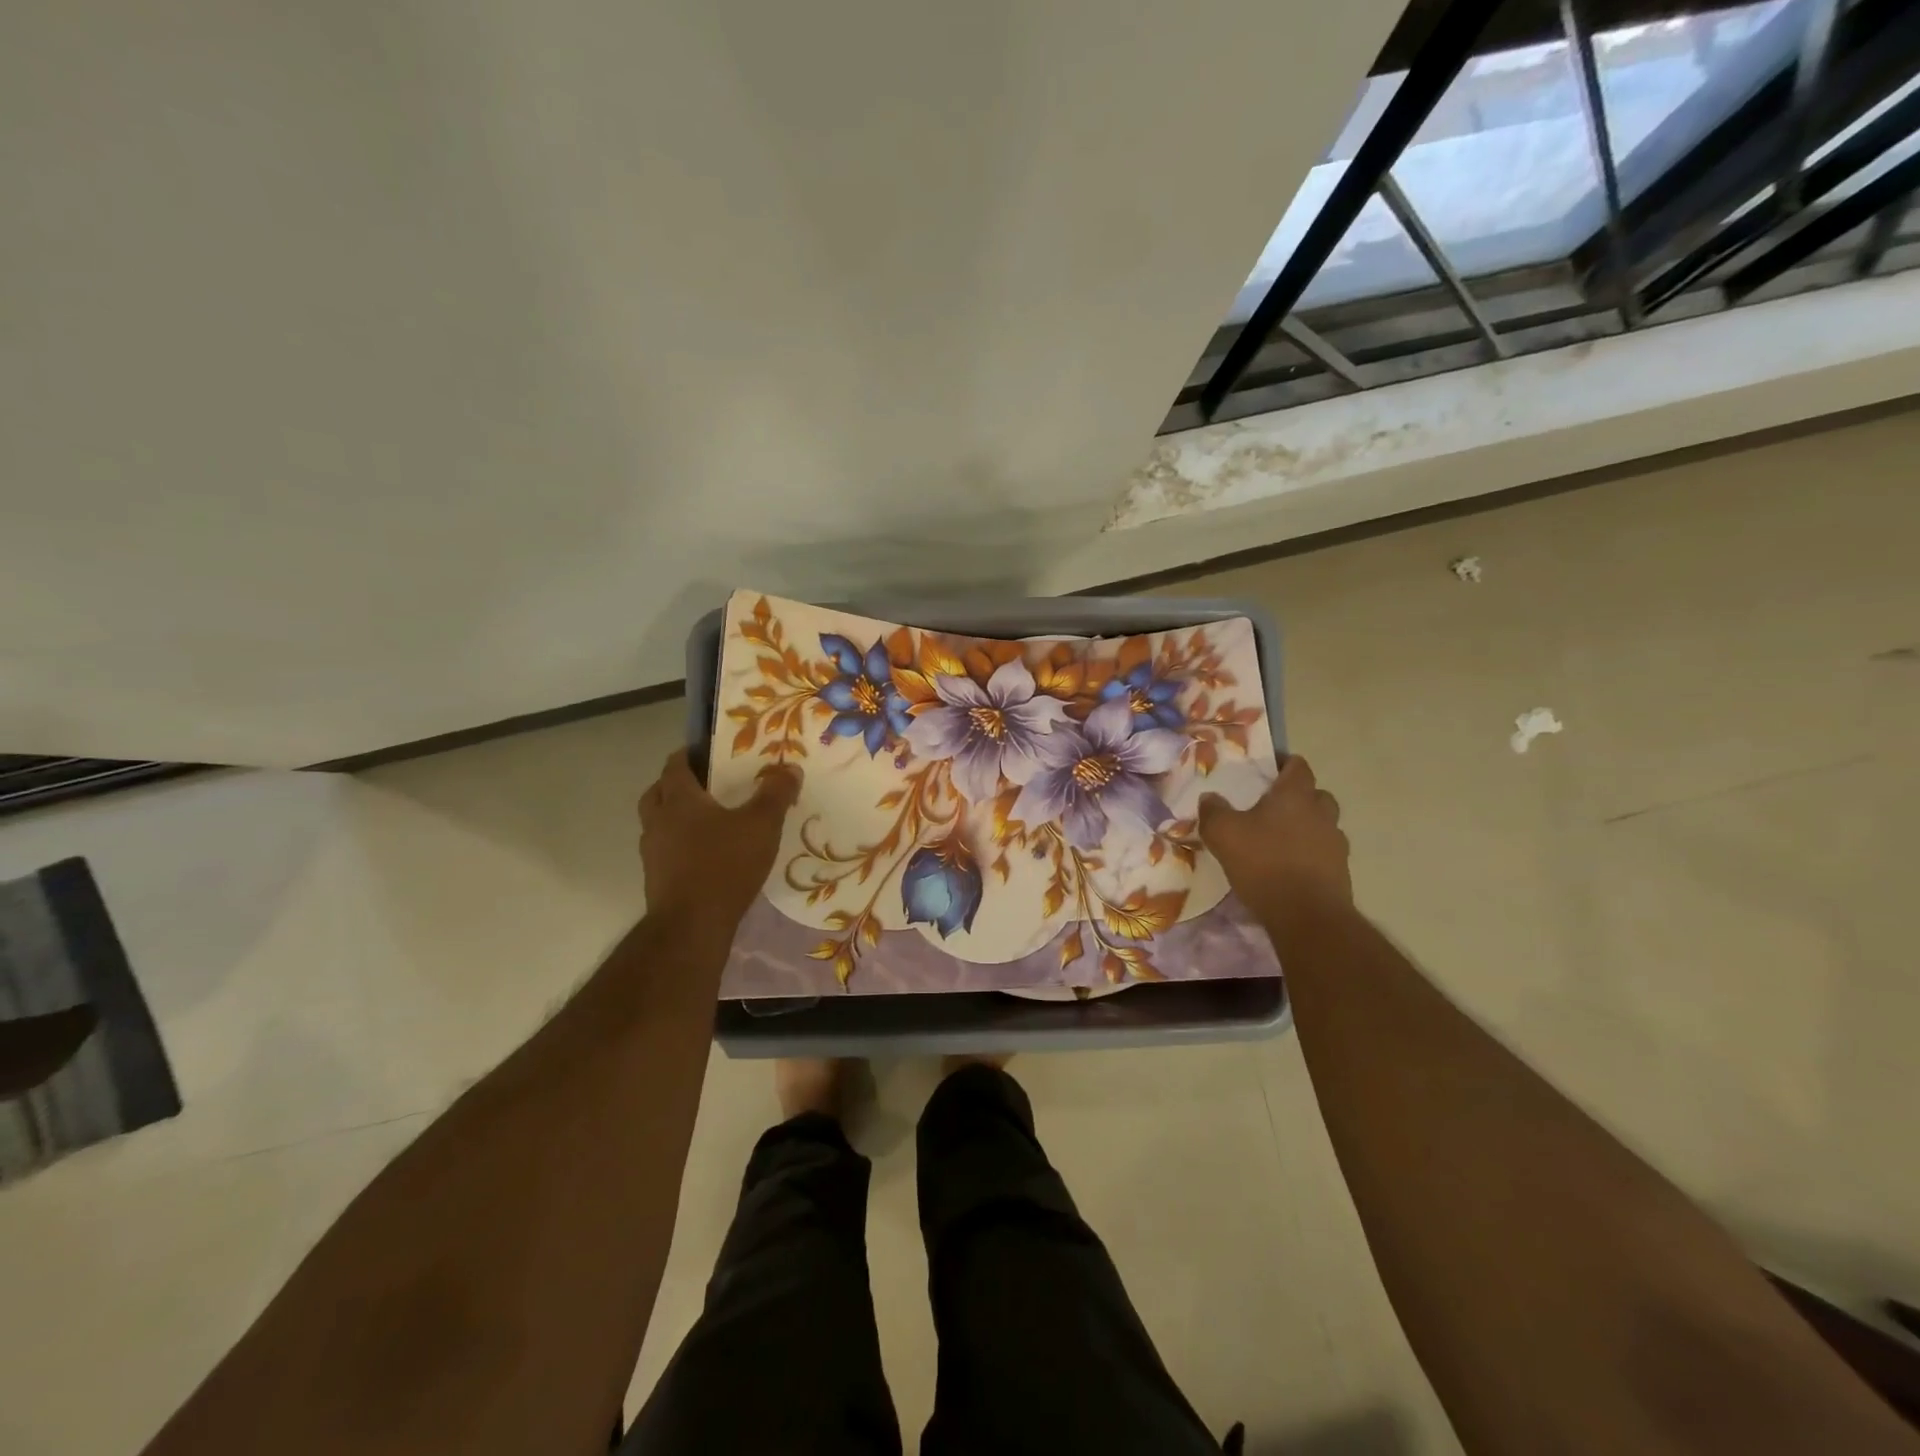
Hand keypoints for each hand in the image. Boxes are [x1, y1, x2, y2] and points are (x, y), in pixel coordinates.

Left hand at [639, 751, 800, 927]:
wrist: (692, 926)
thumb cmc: (725, 864)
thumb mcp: (761, 825)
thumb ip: (776, 794)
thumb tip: (790, 768)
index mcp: (678, 800)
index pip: (675, 765)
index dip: (689, 754)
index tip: (707, 752)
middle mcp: (658, 821)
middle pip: (658, 792)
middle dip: (677, 784)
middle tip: (705, 785)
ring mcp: (653, 853)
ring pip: (658, 823)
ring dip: (676, 817)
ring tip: (708, 822)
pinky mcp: (656, 879)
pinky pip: (666, 851)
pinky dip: (680, 846)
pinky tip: (706, 855)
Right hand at [1198, 755, 1350, 916]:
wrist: (1307, 916)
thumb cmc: (1264, 864)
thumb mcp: (1223, 834)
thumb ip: (1213, 811)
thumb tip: (1210, 798)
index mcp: (1295, 795)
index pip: (1298, 766)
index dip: (1284, 764)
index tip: (1267, 770)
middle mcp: (1321, 813)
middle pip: (1315, 794)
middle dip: (1297, 796)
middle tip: (1272, 807)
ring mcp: (1335, 843)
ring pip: (1322, 824)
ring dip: (1306, 827)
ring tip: (1279, 841)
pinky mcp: (1340, 872)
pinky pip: (1324, 853)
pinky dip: (1310, 854)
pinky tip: (1289, 868)